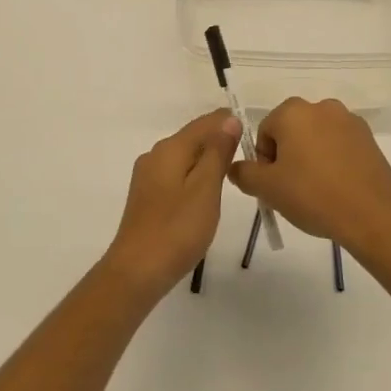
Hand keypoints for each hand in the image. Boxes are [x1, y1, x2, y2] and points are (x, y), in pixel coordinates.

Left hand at [103, 110, 242, 299]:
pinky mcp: (147, 197)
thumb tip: (228, 119)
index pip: (204, 123)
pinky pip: (176, 174)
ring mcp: (148, 177)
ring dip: (207, 159)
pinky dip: (195, 176)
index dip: (228, 122)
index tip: (253, 131)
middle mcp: (155, 155)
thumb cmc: (177, 229)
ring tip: (232, 172)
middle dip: (219, 140)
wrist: (137, 271)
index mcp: (170, 149)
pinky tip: (206, 192)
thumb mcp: (206, 189)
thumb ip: (217, 152)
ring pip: (184, 157)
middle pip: (193, 138)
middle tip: (249, 153)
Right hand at [227, 98, 390, 257]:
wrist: (372, 214)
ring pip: (316, 138)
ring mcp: (349, 120)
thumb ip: (244, 174)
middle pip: (291, 131)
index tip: (274, 185)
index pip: (265, 131)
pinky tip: (337, 188)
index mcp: (293, 111)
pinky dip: (334, 161)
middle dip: (288, 156)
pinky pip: (340, 146)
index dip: (265, 161)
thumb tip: (236, 167)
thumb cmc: (313, 195)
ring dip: (311, 158)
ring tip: (316, 191)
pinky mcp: (369, 138)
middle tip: (292, 189)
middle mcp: (321, 107)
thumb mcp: (267, 189)